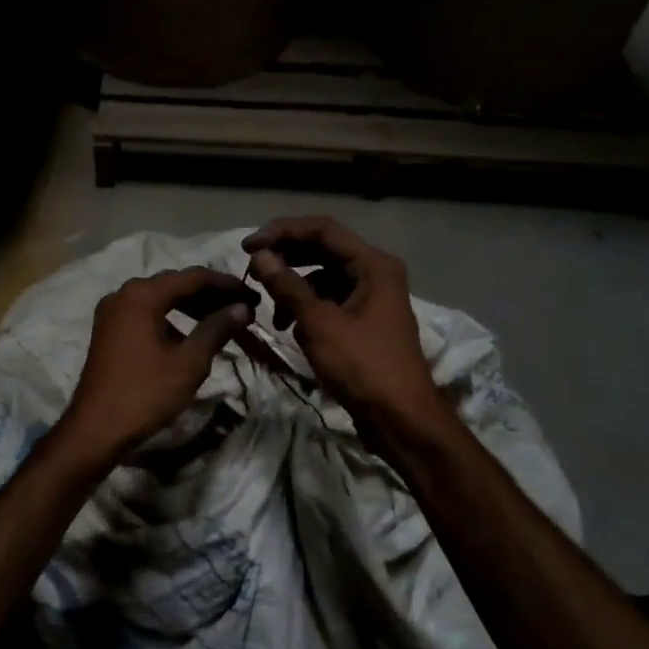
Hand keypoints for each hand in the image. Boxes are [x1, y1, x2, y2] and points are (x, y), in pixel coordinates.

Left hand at [58, 266, 256, 461]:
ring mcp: (112, 311)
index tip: (253, 295)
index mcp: (142, 294)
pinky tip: (190, 335)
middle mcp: (124, 293)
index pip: (194, 277)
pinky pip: (146, 313)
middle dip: (210, 294)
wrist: (95, 428)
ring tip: (222, 320)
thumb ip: (216, 329)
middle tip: (242, 308)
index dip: (227, 284)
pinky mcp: (108, 330)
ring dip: (191, 306)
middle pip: (175, 284)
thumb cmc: (145, 393)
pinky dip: (171, 318)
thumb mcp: (189, 362)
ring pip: (160, 298)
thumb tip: (241, 308)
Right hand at [242, 217, 445, 438]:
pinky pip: (329, 300)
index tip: (247, 247)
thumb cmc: (362, 366)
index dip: (282, 232)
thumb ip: (287, 285)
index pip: (322, 229)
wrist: (400, 419)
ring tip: (273, 313)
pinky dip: (307, 308)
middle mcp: (375, 272)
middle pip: (323, 249)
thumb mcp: (319, 323)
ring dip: (294, 288)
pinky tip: (292, 328)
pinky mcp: (364, 320)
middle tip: (253, 271)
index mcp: (373, 264)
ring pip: (323, 277)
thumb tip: (259, 256)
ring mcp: (371, 296)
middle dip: (286, 259)